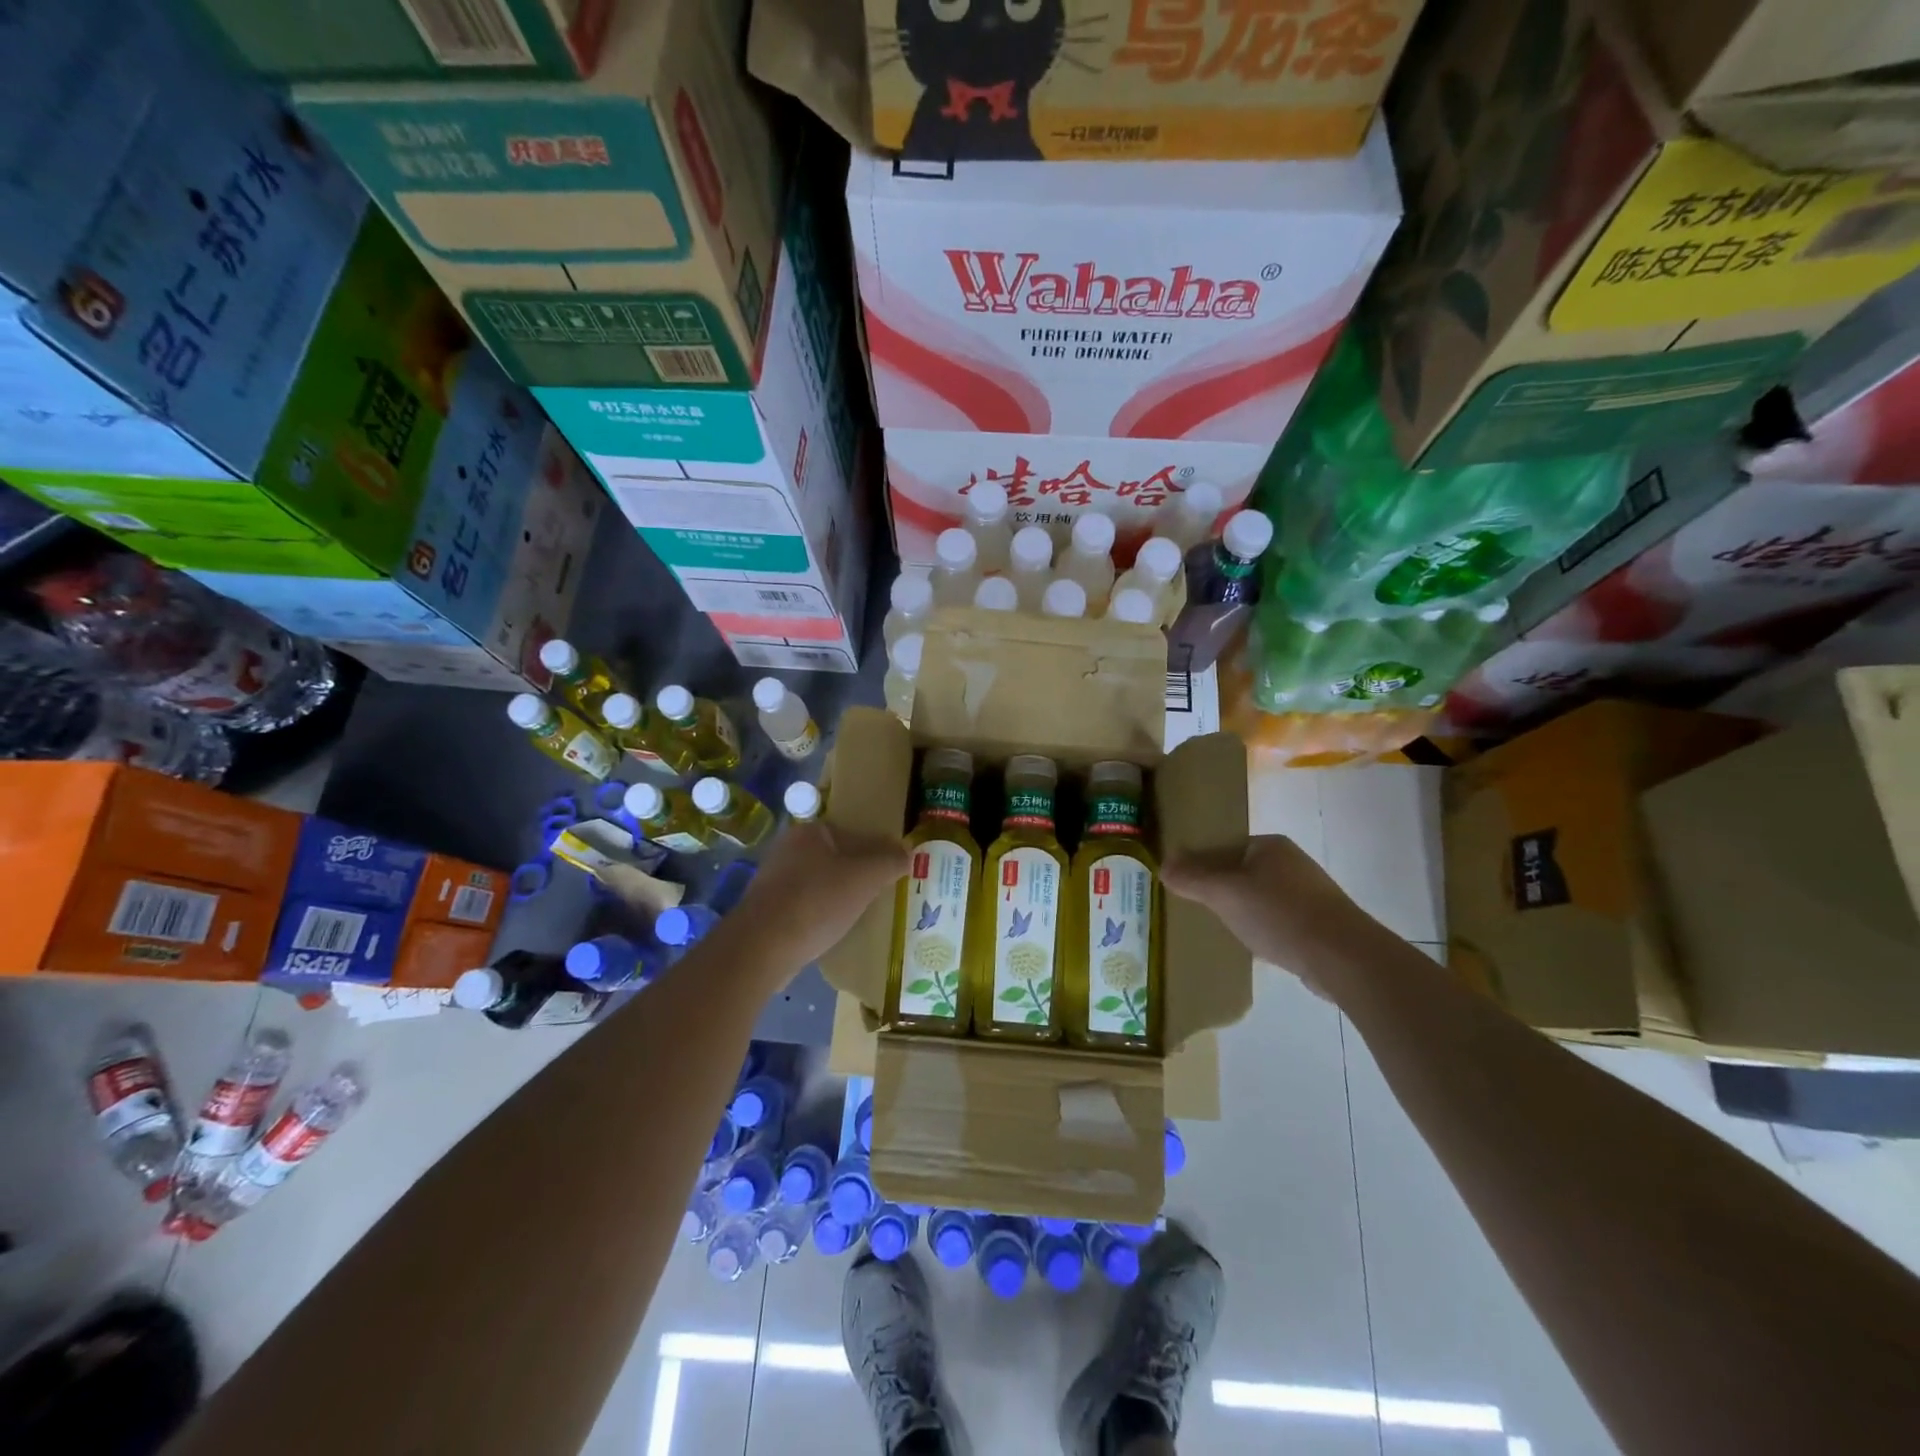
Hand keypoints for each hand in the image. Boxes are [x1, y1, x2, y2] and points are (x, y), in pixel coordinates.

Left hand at [730, 821, 907, 970]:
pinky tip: (835, 930)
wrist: (762, 947)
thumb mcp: (865, 877)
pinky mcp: (768, 909)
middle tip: (881, 893)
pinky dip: (821, 914)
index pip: (854, 833)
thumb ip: (889, 861)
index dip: (877, 851)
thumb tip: (907, 853)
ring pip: (821, 883)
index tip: (893, 871)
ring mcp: (774, 880)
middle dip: (858, 874)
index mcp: (810, 832)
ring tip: (862, 914)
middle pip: (837, 858)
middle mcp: (788, 849)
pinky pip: (806, 906)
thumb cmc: (817, 901)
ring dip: (840, 896)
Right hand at [1162, 835, 1380, 990]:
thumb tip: (1163, 865)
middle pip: (1240, 871)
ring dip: (1239, 909)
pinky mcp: (1317, 923)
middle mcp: (1290, 862)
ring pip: (1258, 896)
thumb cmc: (1279, 914)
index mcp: (1270, 845)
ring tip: (1218, 927)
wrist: (1343, 958)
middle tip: (1193, 907)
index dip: (1200, 862)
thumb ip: (1192, 878)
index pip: (1224, 845)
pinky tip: (1251, 944)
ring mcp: (1307, 893)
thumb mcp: (1225, 892)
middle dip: (1218, 888)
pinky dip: (1261, 927)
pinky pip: (1276, 919)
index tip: (1181, 883)